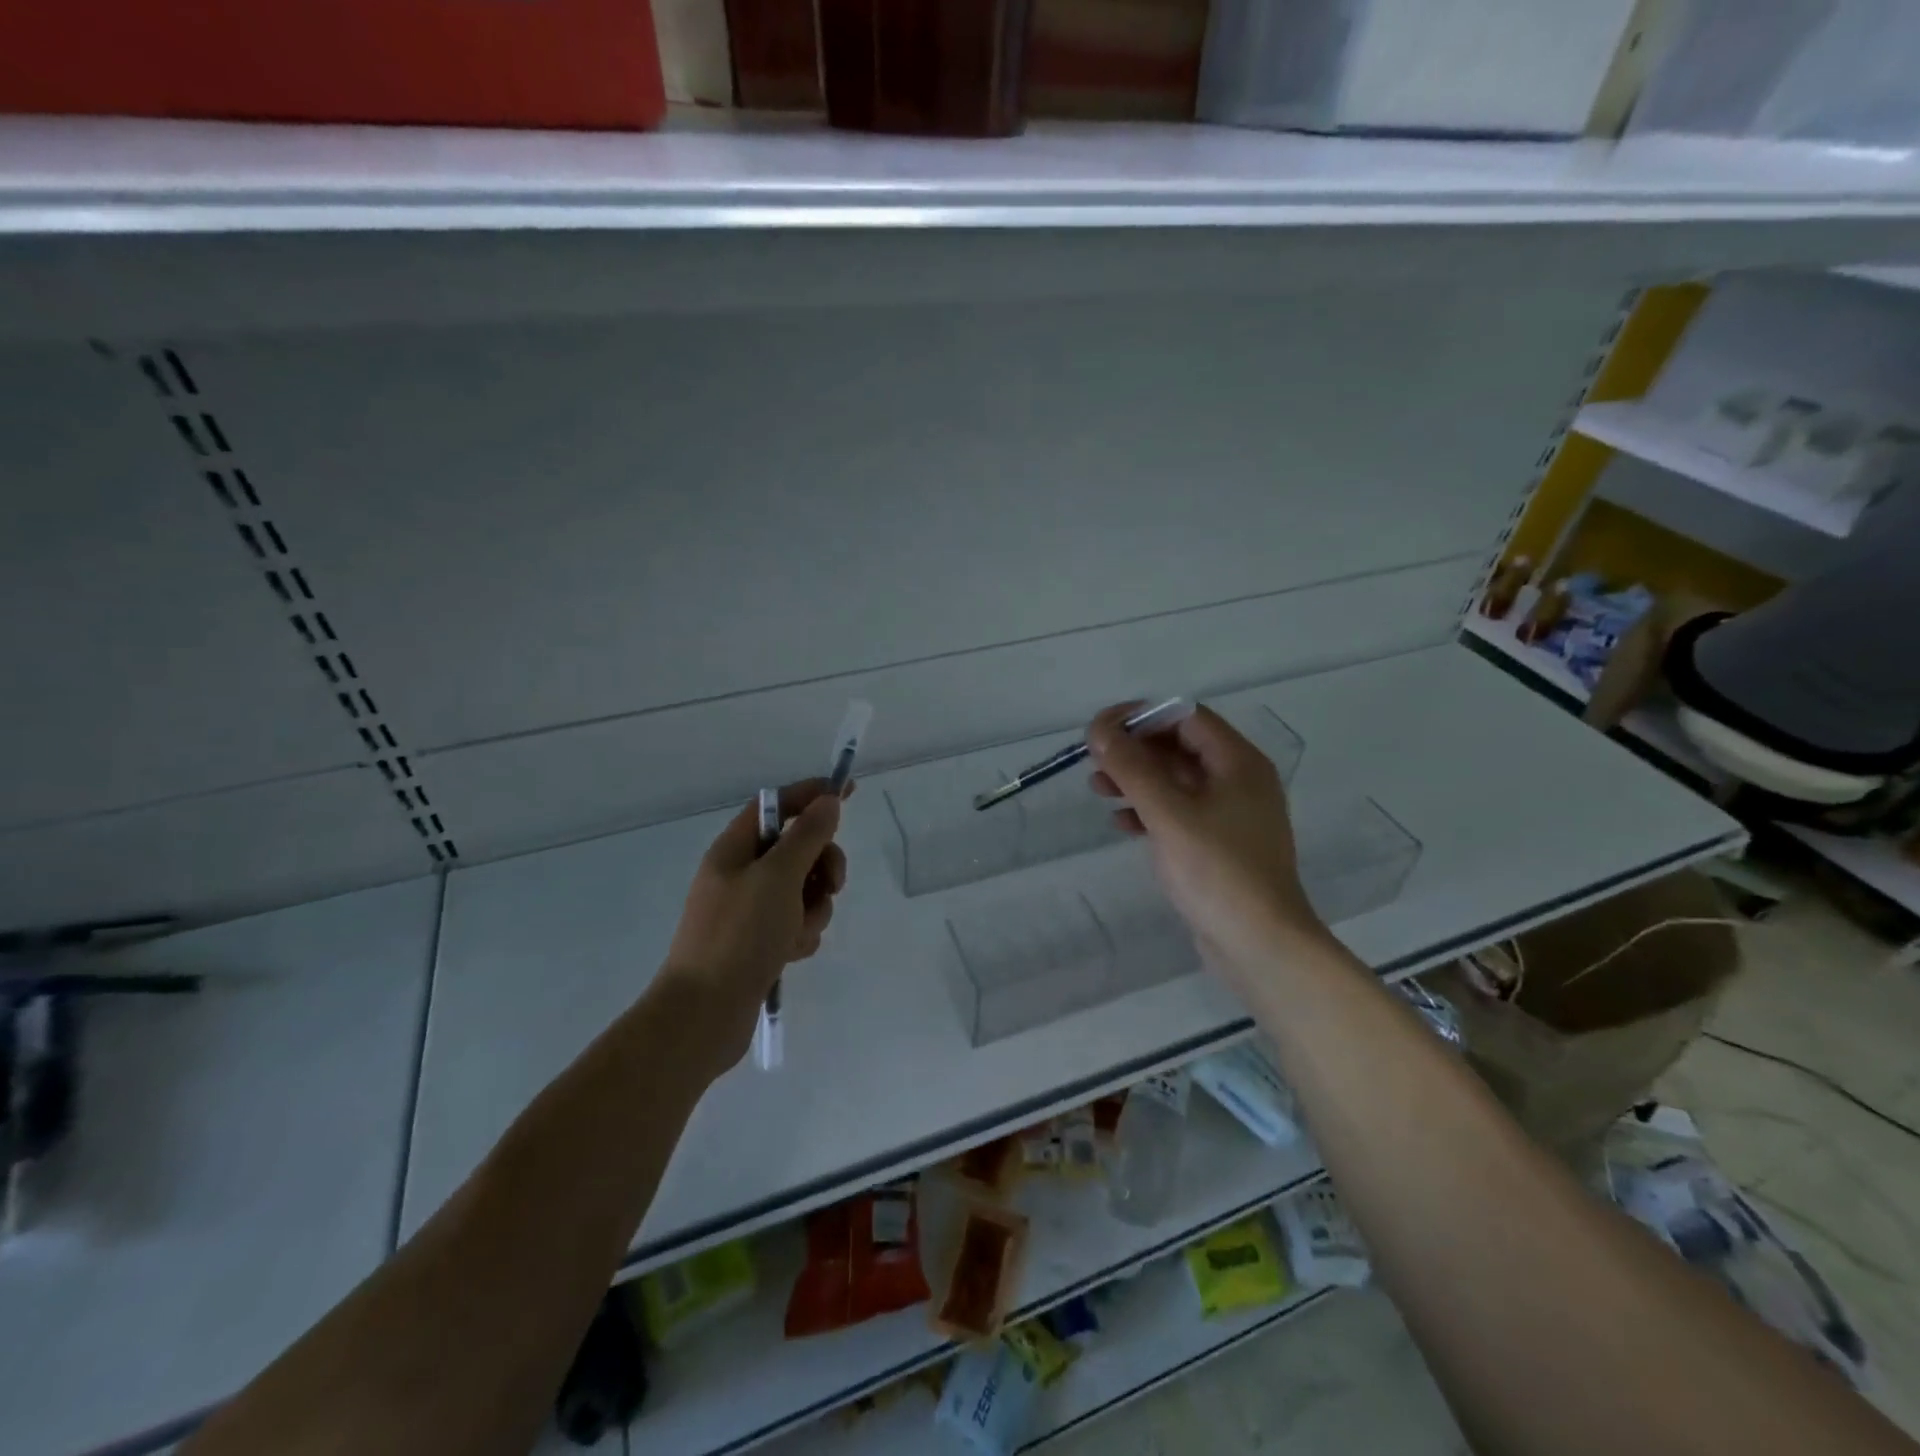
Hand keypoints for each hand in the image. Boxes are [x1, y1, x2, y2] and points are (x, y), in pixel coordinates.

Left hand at [661, 778, 848, 1070]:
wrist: (704, 1013)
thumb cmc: (739, 935)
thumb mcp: (779, 877)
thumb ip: (808, 836)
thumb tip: (827, 801)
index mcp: (735, 849)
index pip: (778, 805)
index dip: (812, 794)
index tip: (847, 791)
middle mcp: (741, 874)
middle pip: (798, 849)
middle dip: (822, 865)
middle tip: (831, 884)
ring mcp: (750, 910)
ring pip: (804, 890)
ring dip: (813, 907)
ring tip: (799, 932)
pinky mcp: (759, 942)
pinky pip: (797, 923)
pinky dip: (801, 934)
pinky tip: (790, 954)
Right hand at [1088, 702, 1327, 986]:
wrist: (1261, 946)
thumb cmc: (1217, 872)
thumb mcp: (1168, 814)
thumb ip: (1132, 768)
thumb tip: (1100, 729)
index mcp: (1238, 763)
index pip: (1186, 718)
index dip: (1141, 717)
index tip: (1101, 730)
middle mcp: (1239, 781)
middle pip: (1179, 747)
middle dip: (1135, 750)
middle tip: (1094, 762)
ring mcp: (1231, 815)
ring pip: (1176, 780)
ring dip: (1137, 779)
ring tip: (1098, 790)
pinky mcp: (1219, 844)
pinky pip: (1179, 812)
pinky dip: (1149, 810)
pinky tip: (1121, 824)